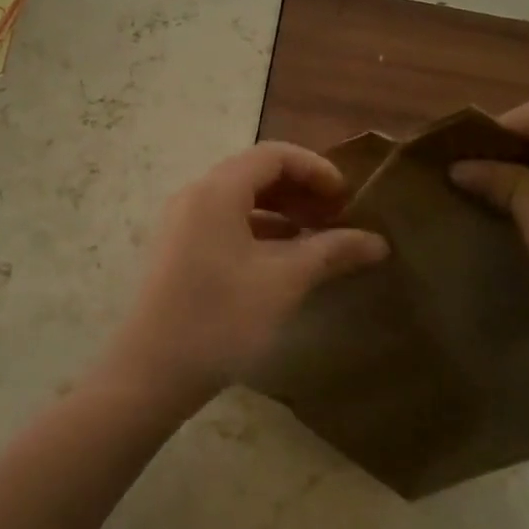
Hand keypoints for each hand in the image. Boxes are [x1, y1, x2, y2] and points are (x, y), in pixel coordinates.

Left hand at [108, 142, 388, 409]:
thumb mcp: (284, 282)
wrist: (151, 373)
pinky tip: (282, 260)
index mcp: (216, 191)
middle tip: (337, 218)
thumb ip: (331, 252)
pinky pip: (224, 224)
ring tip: (317, 239)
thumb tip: (378, 241)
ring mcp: (180, 224)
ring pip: (239, 201)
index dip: (316, 169)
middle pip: (255, 174)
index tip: (348, 199)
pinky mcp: (176, 250)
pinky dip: (258, 231)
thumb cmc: (221, 319)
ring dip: (281, 212)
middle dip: (301, 190)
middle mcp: (194, 196)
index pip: (273, 155)